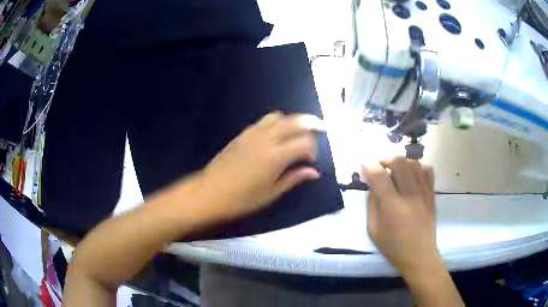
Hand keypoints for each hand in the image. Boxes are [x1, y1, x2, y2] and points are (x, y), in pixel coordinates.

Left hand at [199, 112, 324, 220]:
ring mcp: (253, 134)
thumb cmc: (241, 199)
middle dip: (311, 122)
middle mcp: (266, 139)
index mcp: (275, 157)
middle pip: (295, 121)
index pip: (304, 142)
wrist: (209, 192)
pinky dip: (277, 122)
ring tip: (299, 131)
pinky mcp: (243, 134)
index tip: (312, 161)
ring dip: (293, 120)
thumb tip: (314, 172)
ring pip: (279, 117)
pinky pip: (264, 121)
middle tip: (322, 127)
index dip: (313, 149)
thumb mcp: (271, 193)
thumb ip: (294, 178)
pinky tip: (278, 134)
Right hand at [363, 156, 438, 276]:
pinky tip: (412, 175)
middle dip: (385, 159)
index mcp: (392, 206)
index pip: (379, 176)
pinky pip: (427, 171)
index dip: (369, 166)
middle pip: (398, 162)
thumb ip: (372, 205)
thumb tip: (374, 186)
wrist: (419, 255)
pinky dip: (418, 167)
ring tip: (395, 170)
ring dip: (401, 162)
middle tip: (380, 166)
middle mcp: (410, 195)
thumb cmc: (393, 246)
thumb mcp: (373, 230)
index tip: (364, 166)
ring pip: (413, 163)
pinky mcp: (432, 195)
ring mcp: (424, 193)